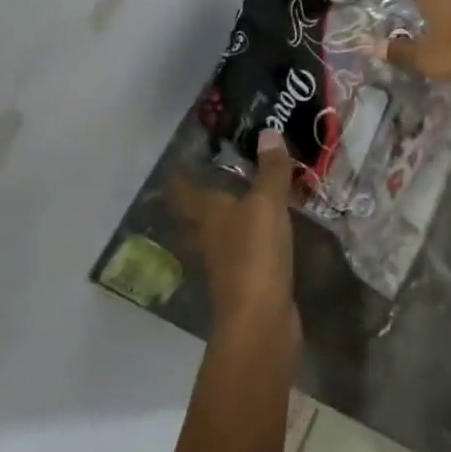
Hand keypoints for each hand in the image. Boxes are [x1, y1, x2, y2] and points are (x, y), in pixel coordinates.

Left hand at [172, 130, 299, 347]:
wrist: (261, 320)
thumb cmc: (255, 254)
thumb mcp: (267, 204)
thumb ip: (271, 170)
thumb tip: (268, 131)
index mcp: (207, 216)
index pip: (184, 192)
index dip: (179, 177)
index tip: (180, 161)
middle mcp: (209, 239)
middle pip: (196, 218)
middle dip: (200, 200)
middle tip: (214, 177)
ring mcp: (225, 264)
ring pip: (218, 236)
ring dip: (225, 221)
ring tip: (242, 201)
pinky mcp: (246, 282)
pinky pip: (243, 253)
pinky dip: (249, 240)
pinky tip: (265, 234)